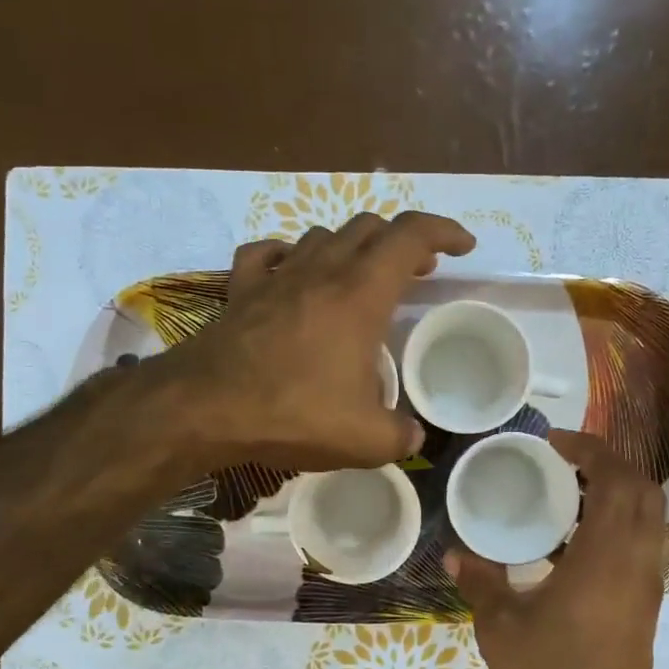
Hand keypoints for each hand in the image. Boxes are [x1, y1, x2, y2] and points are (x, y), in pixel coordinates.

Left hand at [167, 211, 475, 471]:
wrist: (205, 409)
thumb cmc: (294, 414)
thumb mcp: (365, 440)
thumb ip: (400, 435)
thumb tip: (412, 436)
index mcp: (361, 294)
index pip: (411, 237)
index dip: (443, 232)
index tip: (463, 246)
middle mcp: (322, 271)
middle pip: (370, 228)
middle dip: (402, 242)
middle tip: (417, 272)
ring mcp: (277, 275)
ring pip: (322, 235)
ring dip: (351, 246)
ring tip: (362, 274)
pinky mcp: (240, 289)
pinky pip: (267, 253)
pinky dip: (289, 255)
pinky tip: (291, 272)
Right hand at [447, 431, 665, 668]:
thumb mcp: (502, 629)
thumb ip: (481, 582)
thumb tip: (456, 554)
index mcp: (606, 558)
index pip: (617, 480)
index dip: (591, 449)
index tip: (554, 442)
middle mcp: (637, 563)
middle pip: (642, 490)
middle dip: (608, 464)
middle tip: (563, 461)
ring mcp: (647, 586)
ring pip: (647, 517)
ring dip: (614, 493)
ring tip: (564, 493)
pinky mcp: (646, 606)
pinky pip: (639, 544)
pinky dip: (615, 523)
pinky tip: (570, 541)